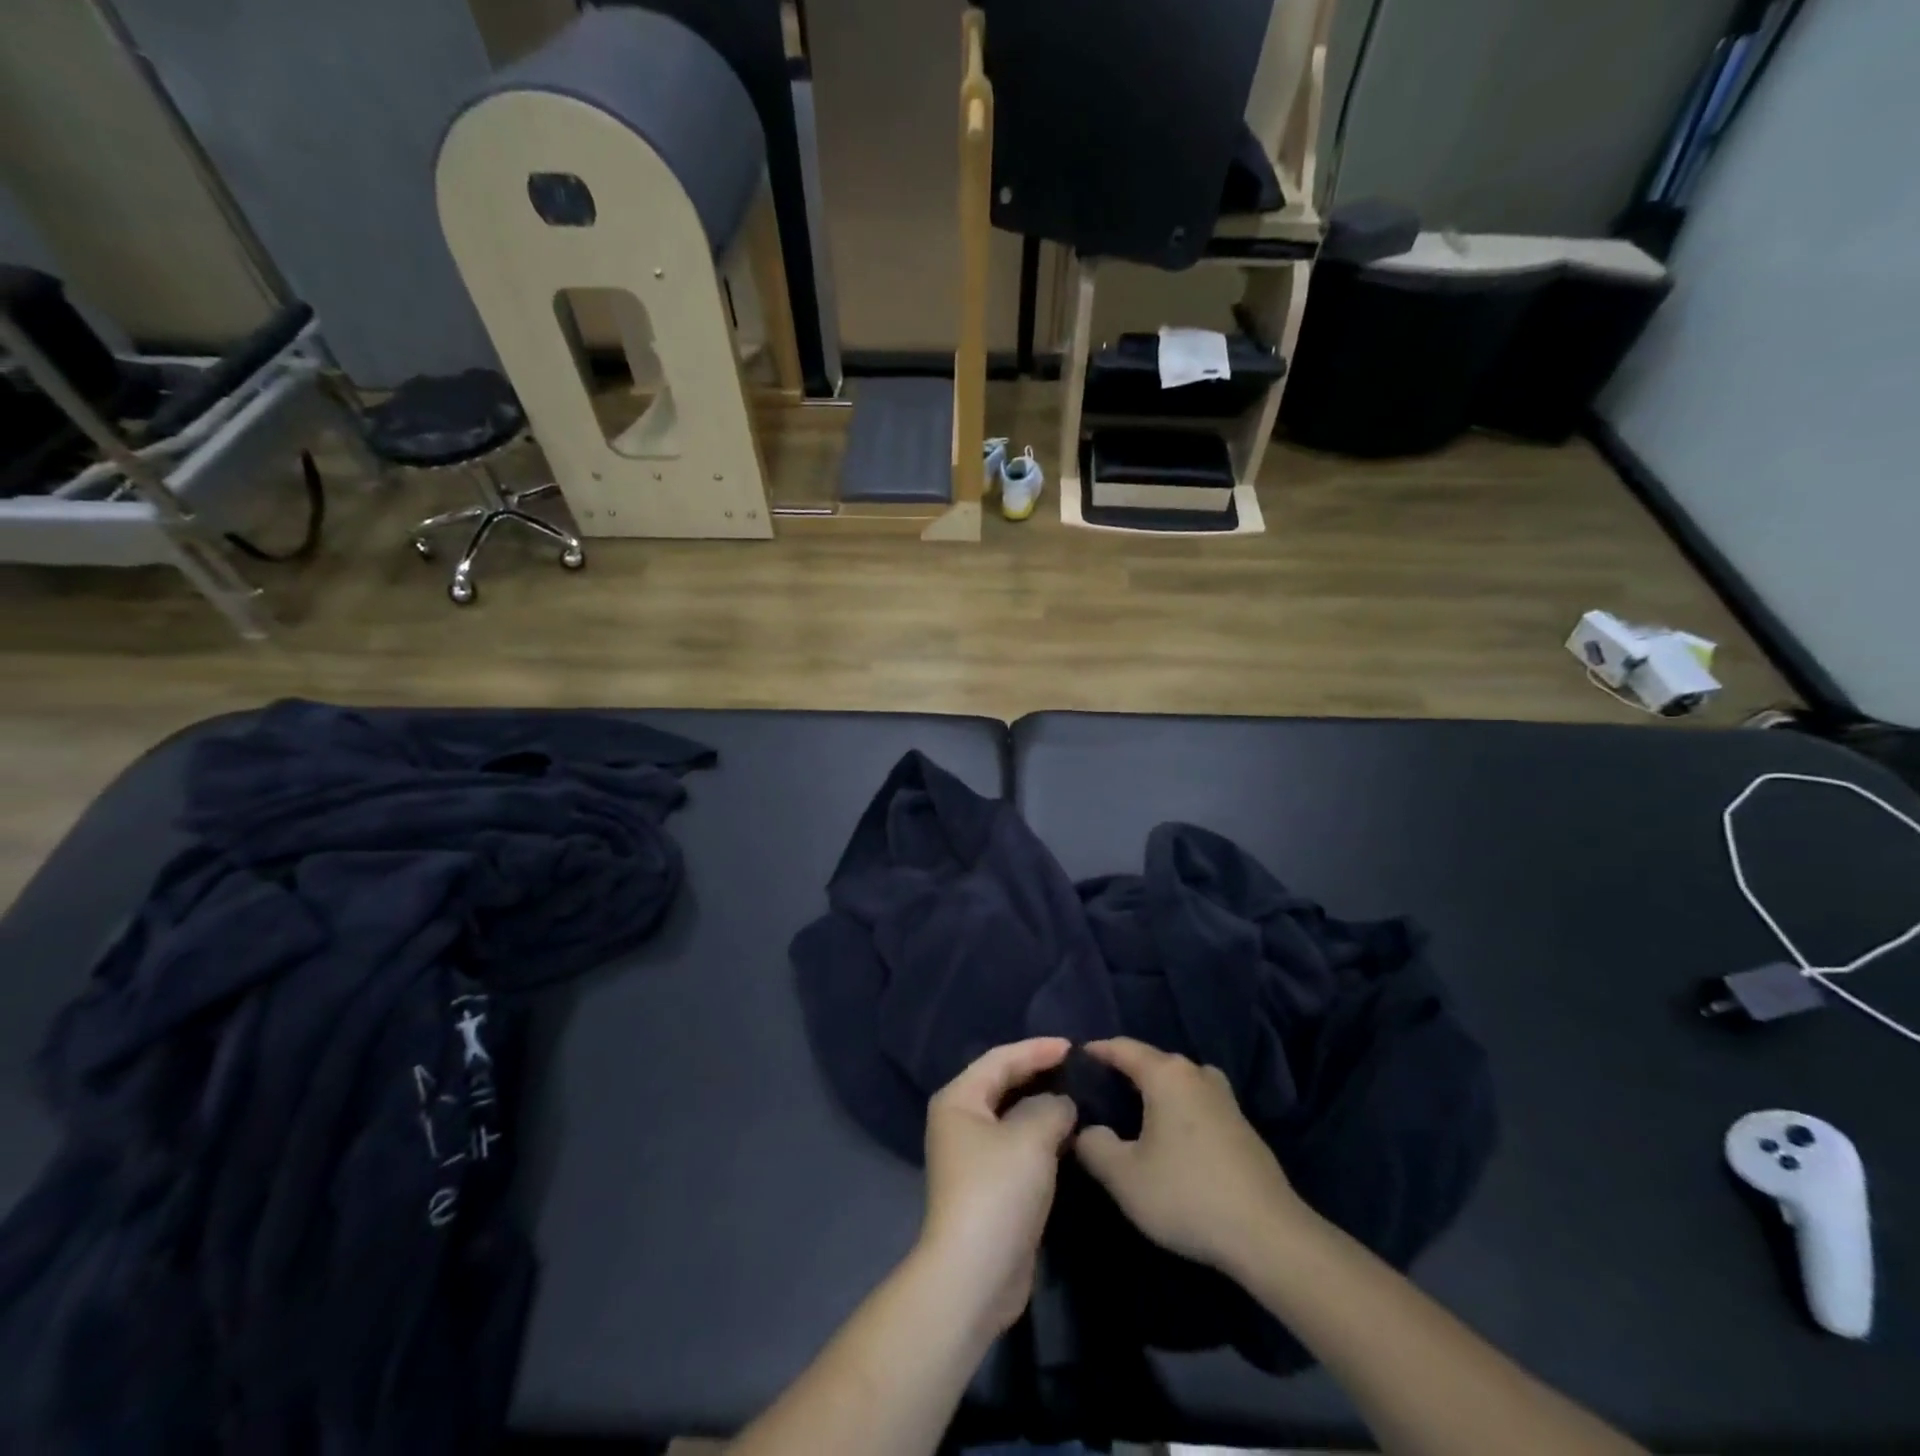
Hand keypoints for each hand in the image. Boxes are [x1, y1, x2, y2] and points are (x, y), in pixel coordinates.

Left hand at [917, 1038, 1076, 1336]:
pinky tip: (1069, 1136)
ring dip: (1043, 1106)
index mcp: (959, 1099)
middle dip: (1039, 1073)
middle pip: (1003, 1084)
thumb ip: (1051, 1107)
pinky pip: (1019, 1145)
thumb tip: (1061, 1103)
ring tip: (1080, 1097)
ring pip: (1013, 1116)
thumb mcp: (1030, 1137)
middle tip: (1078, 1068)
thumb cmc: (997, 1191)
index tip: (1073, 1046)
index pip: (1000, 1059)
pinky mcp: (990, 1186)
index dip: (1036, 1049)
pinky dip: (1042, 1136)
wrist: (975, 1275)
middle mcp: (961, 1121)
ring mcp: (974, 1156)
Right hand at [1074, 1037, 1313, 1276]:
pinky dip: (1177, 1109)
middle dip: (1124, 1072)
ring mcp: (1224, 1098)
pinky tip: (1169, 1138)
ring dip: (1154, 1091)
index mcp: (1167, 1074)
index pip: (1123, 1048)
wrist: (1268, 1236)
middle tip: (1097, 1093)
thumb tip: (1086, 1129)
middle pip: (1152, 1062)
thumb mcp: (1124, 1177)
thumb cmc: (1188, 1195)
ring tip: (1132, 1113)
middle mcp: (1196, 1074)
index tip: (1074, 1060)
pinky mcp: (1241, 1125)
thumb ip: (1094, 1146)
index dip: (1096, 1051)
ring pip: (1178, 1082)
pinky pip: (1197, 1102)